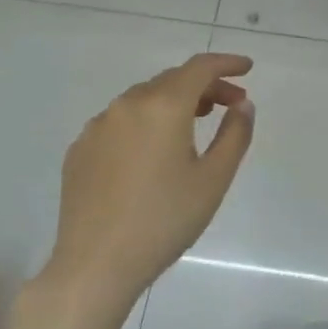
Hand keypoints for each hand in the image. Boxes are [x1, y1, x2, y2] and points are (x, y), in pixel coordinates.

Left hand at [37, 54, 254, 323]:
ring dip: (174, 103)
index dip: (227, 63)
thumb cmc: (164, 220)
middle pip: (171, 80)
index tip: (247, 69)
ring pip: (143, 100)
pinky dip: (145, 123)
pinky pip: (120, 122)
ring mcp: (97, 127)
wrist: (95, 264)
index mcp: (162, 107)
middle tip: (231, 106)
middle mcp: (126, 105)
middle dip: (205, 86)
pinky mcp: (80, 150)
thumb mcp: (214, 179)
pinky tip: (154, 152)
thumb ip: (235, 134)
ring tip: (195, 124)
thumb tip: (242, 106)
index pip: (199, 68)